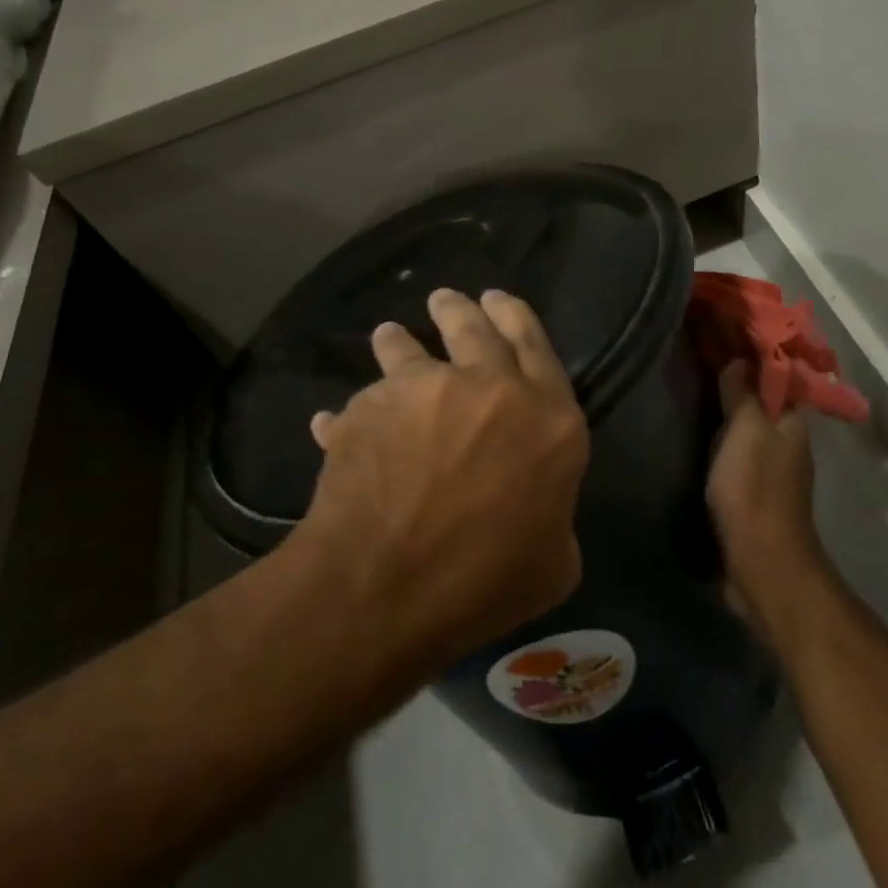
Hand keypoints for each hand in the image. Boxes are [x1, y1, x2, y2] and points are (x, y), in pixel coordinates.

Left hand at [293, 288, 590, 668]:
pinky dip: (354, 413)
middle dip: (460, 308)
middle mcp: (491, 388)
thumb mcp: (554, 564)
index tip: (497, 300)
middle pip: (475, 327)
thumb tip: (533, 506)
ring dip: (400, 340)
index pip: (537, 345)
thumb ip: (553, 516)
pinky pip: (361, 403)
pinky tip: (333, 424)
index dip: (516, 317)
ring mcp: (426, 390)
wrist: (388, 587)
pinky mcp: (372, 406)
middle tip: (445, 300)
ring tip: (391, 336)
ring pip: (411, 347)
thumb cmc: (484, 583)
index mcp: (548, 418)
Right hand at [707, 361, 830, 631]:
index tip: (721, 330)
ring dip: (727, 408)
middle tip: (698, 355)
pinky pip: (736, 451)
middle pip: (761, 399)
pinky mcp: (753, 493)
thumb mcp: (745, 431)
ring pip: (748, 426)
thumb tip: (739, 358)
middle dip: (736, 378)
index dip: (751, 352)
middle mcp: (786, 441)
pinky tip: (697, 431)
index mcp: (791, 421)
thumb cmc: (754, 490)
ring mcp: (771, 469)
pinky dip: (721, 436)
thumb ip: (741, 393)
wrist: (760, 564)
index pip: (774, 374)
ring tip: (693, 386)